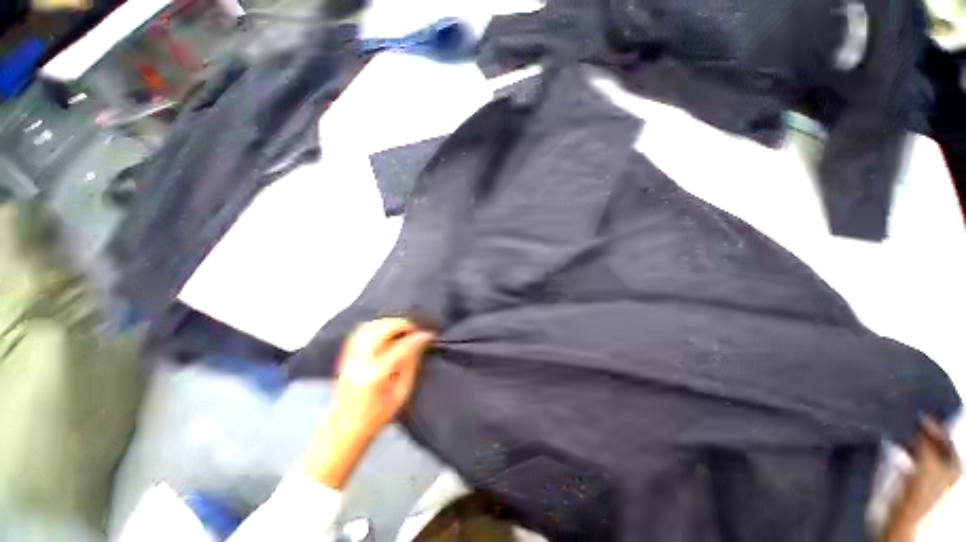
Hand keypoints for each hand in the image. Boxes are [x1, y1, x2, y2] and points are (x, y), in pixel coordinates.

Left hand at [305, 319, 434, 488]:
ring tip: (402, 328)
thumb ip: (410, 366)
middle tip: (416, 330)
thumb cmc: (376, 418)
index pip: (402, 346)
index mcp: (376, 375)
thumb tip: (419, 344)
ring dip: (389, 323)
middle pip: (383, 329)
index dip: (418, 337)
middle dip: (403, 324)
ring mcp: (350, 357)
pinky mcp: (345, 357)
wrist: (342, 430)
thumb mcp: (401, 394)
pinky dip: (375, 326)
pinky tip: (385, 331)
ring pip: (369, 326)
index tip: (430, 335)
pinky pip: (359, 332)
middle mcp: (360, 361)